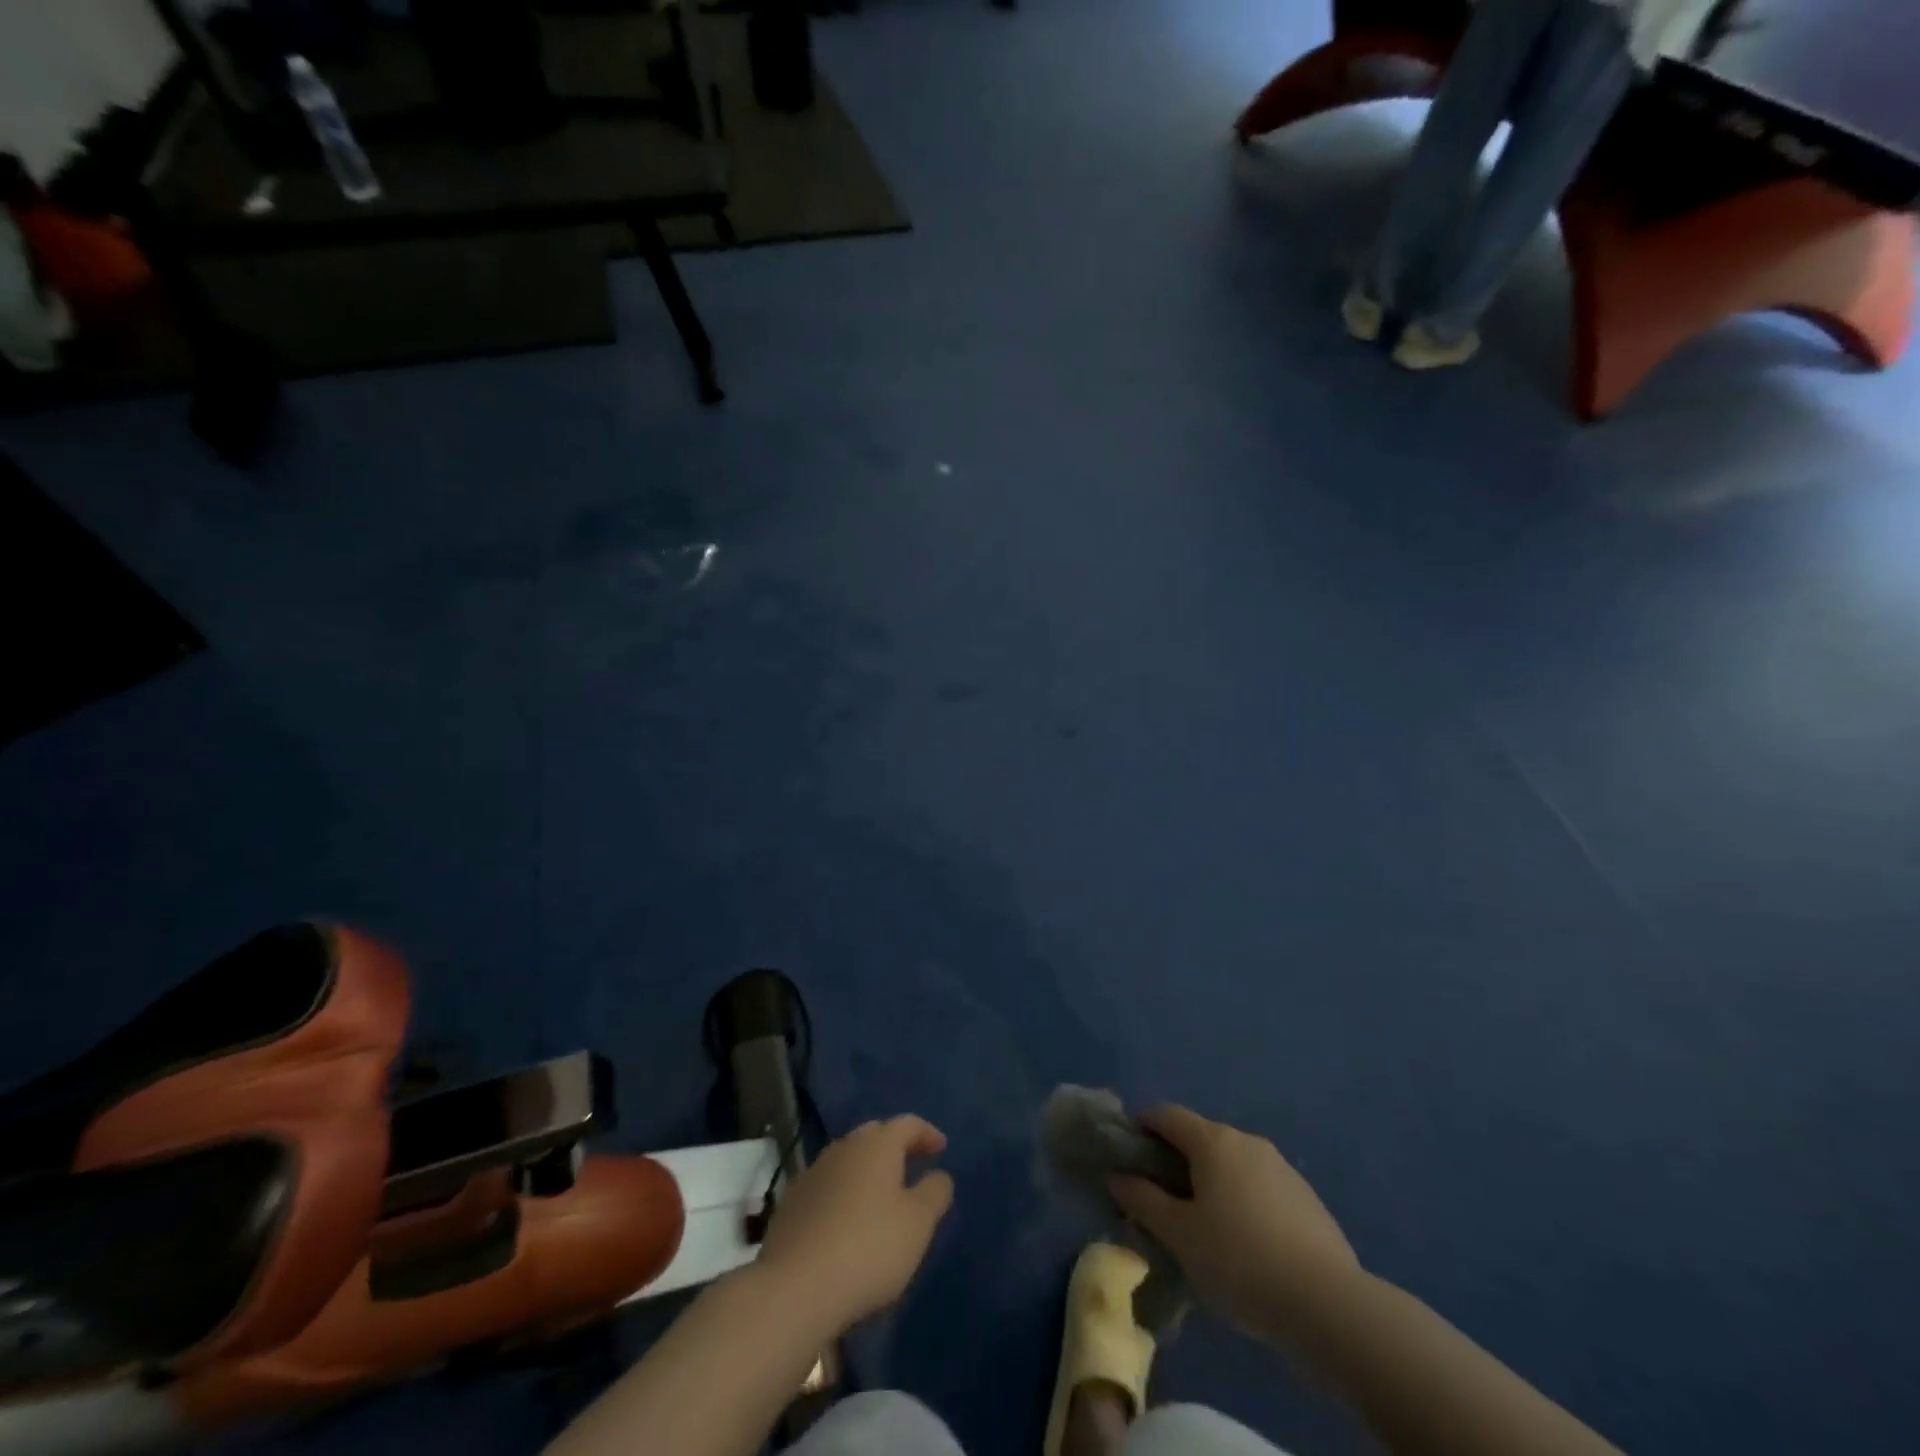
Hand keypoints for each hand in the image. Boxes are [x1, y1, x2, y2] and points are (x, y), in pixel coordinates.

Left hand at [756, 1115, 954, 1336]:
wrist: (795, 1287)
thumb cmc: (869, 1248)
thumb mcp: (918, 1223)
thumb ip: (935, 1193)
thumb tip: (939, 1174)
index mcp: (877, 1144)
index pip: (908, 1124)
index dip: (927, 1133)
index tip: (941, 1148)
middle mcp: (844, 1147)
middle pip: (874, 1135)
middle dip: (895, 1146)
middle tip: (912, 1165)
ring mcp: (814, 1173)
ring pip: (848, 1159)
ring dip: (867, 1169)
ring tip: (881, 1194)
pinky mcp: (792, 1202)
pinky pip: (828, 1185)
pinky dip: (844, 1192)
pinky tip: (847, 1218)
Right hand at [1110, 1106, 1359, 1347]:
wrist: (1330, 1305)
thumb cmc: (1240, 1261)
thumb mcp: (1180, 1236)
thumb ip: (1144, 1200)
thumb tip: (1118, 1176)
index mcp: (1213, 1140)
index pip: (1166, 1114)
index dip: (1140, 1126)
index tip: (1126, 1155)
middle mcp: (1246, 1141)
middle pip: (1199, 1137)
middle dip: (1174, 1159)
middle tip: (1158, 1199)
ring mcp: (1281, 1167)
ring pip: (1231, 1163)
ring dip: (1209, 1181)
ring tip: (1200, 1226)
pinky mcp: (1306, 1198)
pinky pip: (1258, 1186)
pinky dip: (1240, 1199)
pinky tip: (1242, 1243)